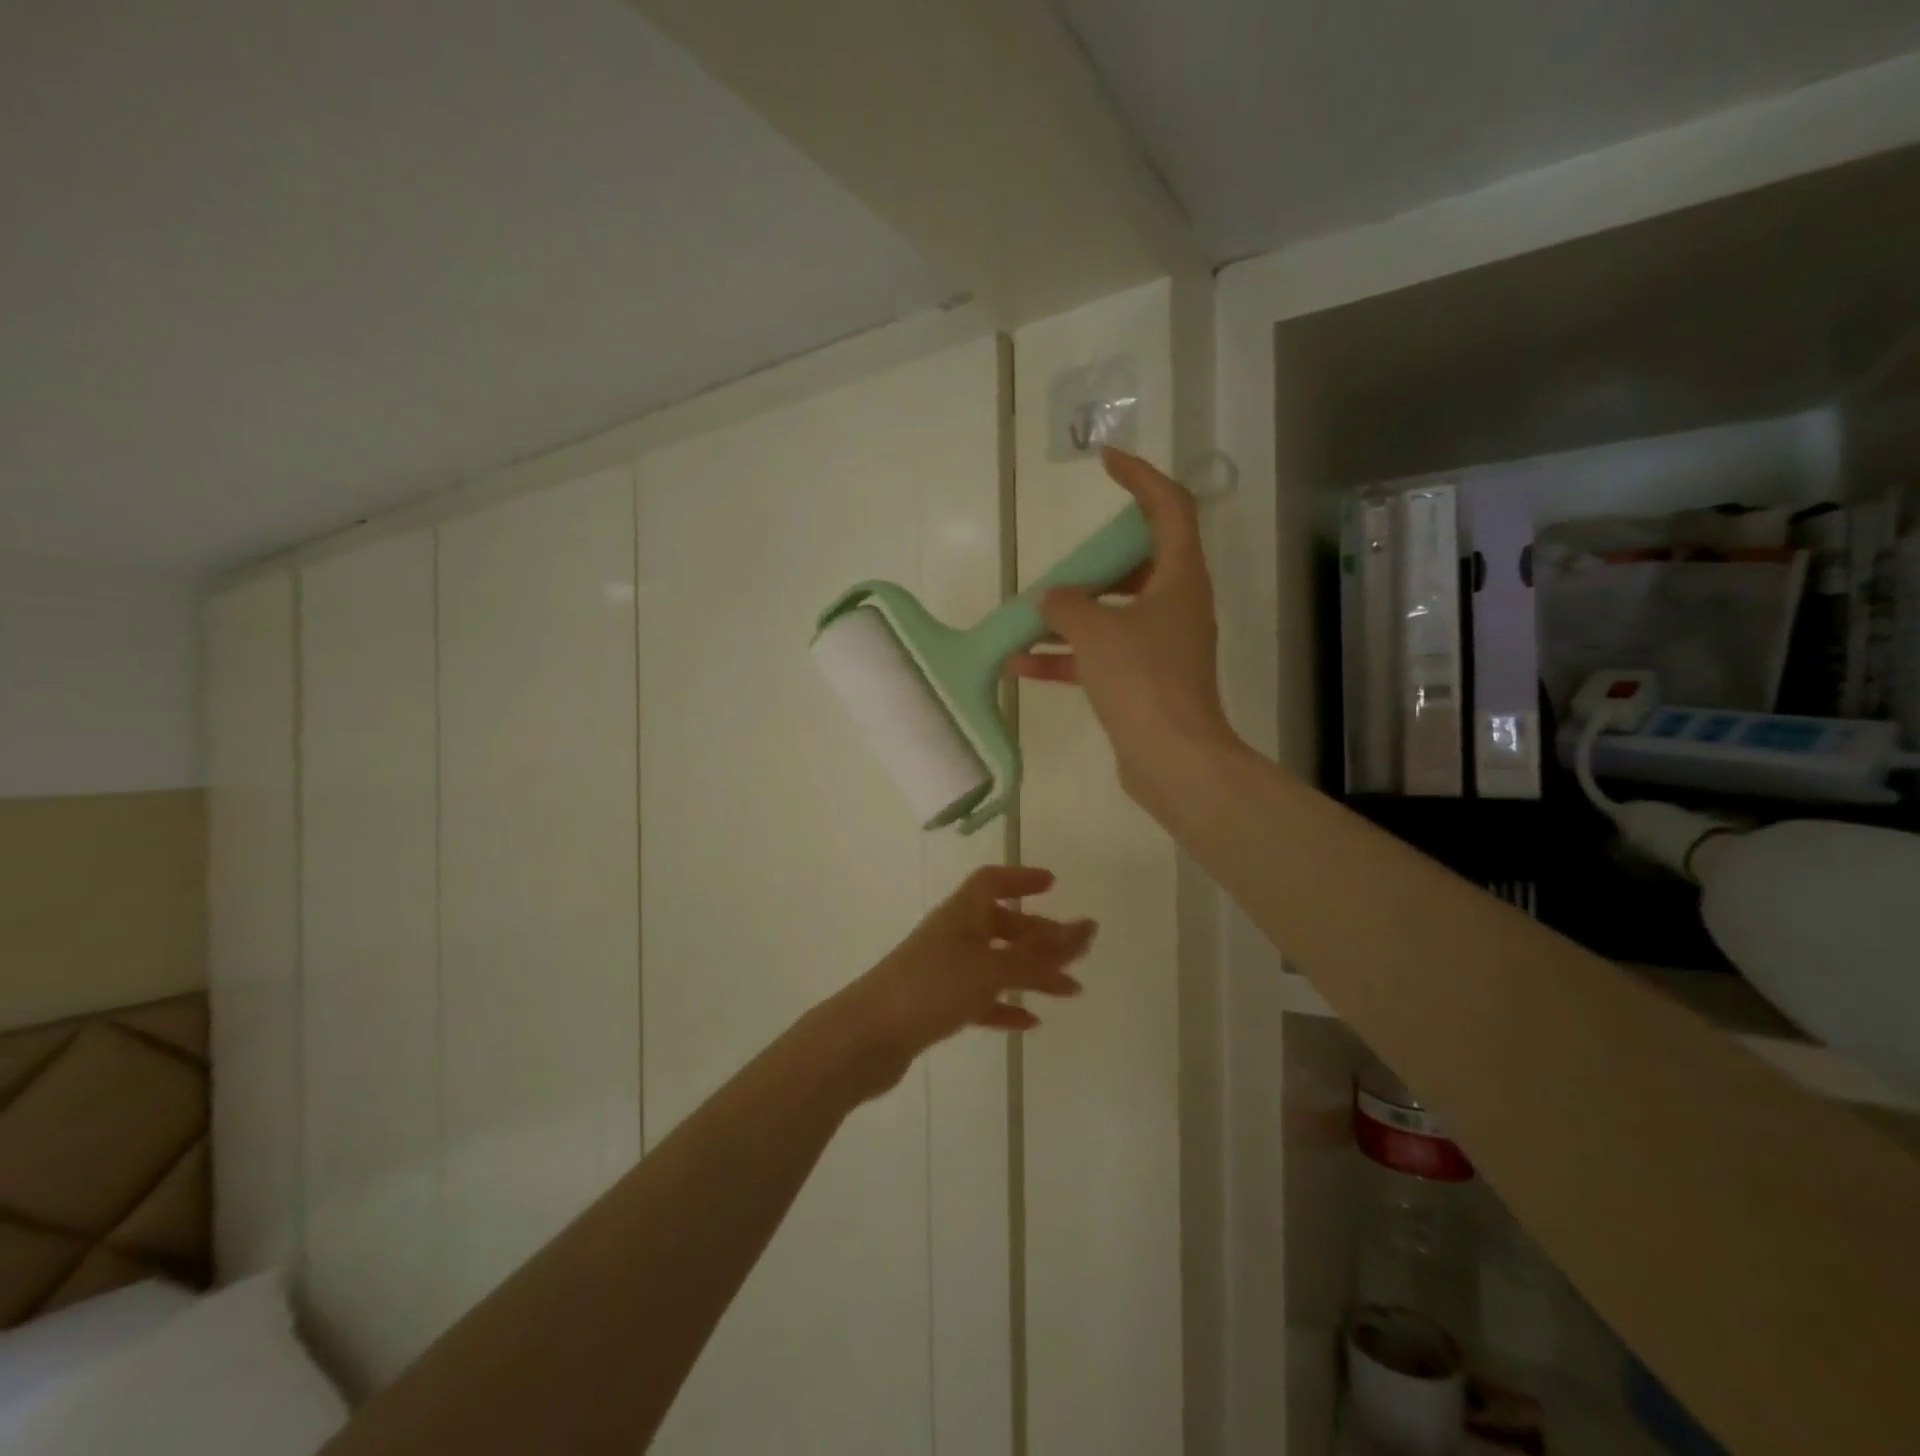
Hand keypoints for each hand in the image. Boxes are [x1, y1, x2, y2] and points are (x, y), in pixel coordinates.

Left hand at [836, 866, 1094, 1099]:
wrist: (867, 1037)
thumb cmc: (932, 988)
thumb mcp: (991, 968)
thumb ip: (1040, 954)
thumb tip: (1087, 929)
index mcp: (961, 914)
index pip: (992, 881)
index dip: (1022, 878)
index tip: (1053, 884)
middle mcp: (952, 935)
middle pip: (1000, 924)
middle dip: (1038, 935)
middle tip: (1074, 951)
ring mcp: (942, 970)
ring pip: (995, 963)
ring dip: (1031, 973)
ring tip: (1070, 991)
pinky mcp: (935, 1004)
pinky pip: (980, 997)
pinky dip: (1004, 1005)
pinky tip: (1029, 1022)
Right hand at [1008, 449, 1238, 803]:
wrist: (1172, 759)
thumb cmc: (1143, 681)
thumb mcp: (1097, 632)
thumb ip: (1067, 606)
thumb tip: (1051, 601)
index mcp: (1181, 578)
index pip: (1169, 507)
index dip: (1140, 477)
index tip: (1106, 462)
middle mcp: (1177, 606)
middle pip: (1140, 564)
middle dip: (1097, 562)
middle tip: (1065, 563)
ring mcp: (1162, 646)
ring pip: (1114, 613)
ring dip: (1071, 615)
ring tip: (1026, 619)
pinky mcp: (1145, 681)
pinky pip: (1101, 656)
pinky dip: (1067, 657)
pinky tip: (1020, 665)